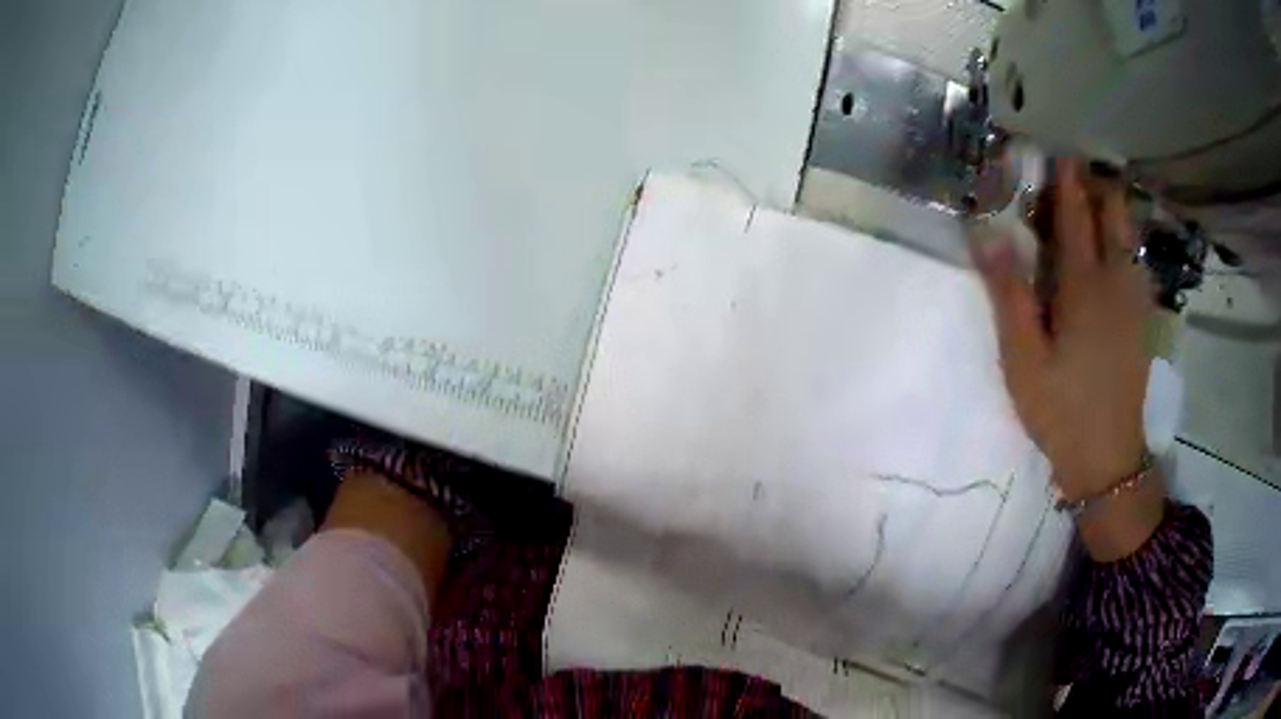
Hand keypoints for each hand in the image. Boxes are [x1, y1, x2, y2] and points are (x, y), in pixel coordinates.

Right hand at [973, 159, 1150, 501]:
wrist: (1106, 458)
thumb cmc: (1060, 408)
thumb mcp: (1023, 358)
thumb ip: (1008, 292)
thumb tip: (986, 232)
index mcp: (1084, 285)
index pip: (1076, 215)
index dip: (1067, 181)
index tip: (1059, 153)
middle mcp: (1116, 282)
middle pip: (1115, 215)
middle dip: (1098, 187)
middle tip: (1078, 177)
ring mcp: (1136, 302)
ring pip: (1131, 237)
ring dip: (1114, 212)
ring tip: (1097, 203)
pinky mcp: (1144, 321)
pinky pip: (1137, 264)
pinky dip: (1126, 243)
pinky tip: (1116, 253)